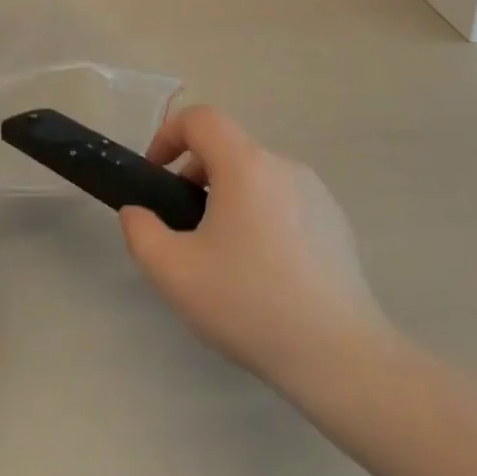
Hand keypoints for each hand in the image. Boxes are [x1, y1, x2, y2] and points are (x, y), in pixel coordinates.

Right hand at [120, 106, 387, 391]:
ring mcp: (315, 192)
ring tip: (223, 255)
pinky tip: (264, 272)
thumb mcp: (175, 273)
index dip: (168, 134)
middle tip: (184, 225)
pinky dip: (261, 216)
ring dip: (228, 198)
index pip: (200, 119)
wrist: (339, 356)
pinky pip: (285, 201)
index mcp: (245, 165)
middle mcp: (283, 165)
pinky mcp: (335, 221)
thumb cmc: (250, 304)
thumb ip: (141, 232)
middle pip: (228, 148)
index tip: (155, 174)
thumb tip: (137, 212)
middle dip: (195, 174)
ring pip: (257, 177)